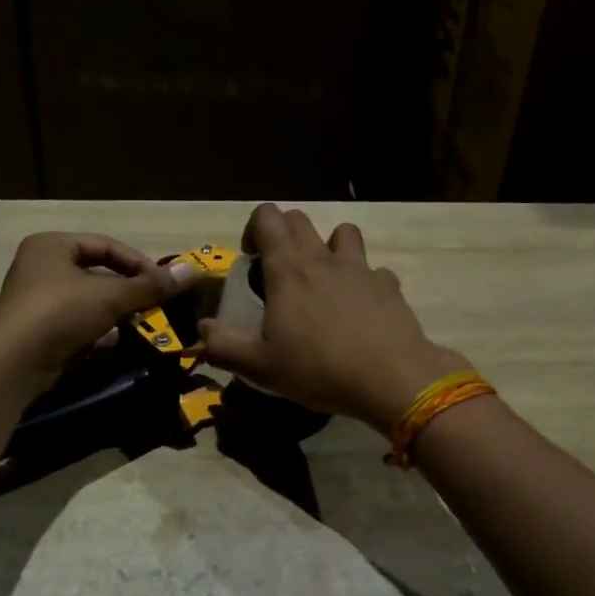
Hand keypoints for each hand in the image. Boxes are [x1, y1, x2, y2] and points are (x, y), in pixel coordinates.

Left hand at [0, 233, 194, 387]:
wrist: (13, 362)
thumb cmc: (61, 312)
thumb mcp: (111, 296)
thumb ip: (151, 286)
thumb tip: (193, 271)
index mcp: (53, 246)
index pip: (106, 245)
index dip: (137, 262)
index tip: (163, 283)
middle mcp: (41, 268)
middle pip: (97, 275)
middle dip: (127, 292)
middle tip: (153, 306)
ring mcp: (37, 302)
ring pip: (88, 303)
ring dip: (113, 315)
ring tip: (137, 326)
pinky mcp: (38, 333)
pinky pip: (76, 327)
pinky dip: (96, 334)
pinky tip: (111, 345)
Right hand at [199, 205, 466, 434]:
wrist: (392, 378)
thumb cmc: (319, 369)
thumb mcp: (261, 367)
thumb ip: (224, 346)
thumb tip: (202, 329)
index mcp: (288, 268)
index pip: (267, 216)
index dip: (254, 230)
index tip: (252, 261)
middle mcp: (323, 257)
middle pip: (300, 219)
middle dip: (284, 235)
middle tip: (279, 274)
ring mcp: (360, 268)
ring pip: (343, 233)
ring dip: (329, 247)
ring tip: (323, 282)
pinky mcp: (389, 286)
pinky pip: (373, 271)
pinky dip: (364, 282)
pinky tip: (360, 310)